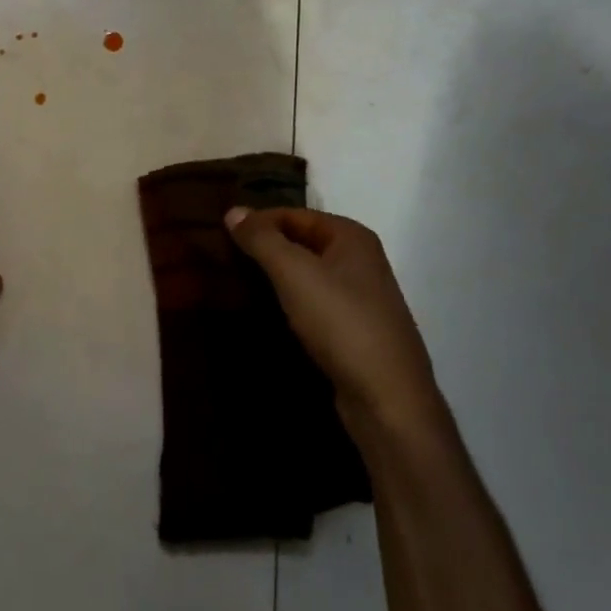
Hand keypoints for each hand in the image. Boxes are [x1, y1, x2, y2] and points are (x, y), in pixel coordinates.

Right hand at [226, 206, 440, 439]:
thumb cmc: (341, 322)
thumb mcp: (294, 273)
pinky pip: (315, 303)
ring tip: (239, 283)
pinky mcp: (356, 331)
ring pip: (309, 275)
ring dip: (277, 277)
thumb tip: (233, 211)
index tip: (222, 234)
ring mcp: (361, 297)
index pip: (295, 214)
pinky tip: (269, 313)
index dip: (259, 221)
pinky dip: (291, 302)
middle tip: (225, 257)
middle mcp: (361, 260)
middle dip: (267, 248)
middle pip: (303, 242)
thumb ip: (262, 239)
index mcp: (352, 236)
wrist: (387, 399)